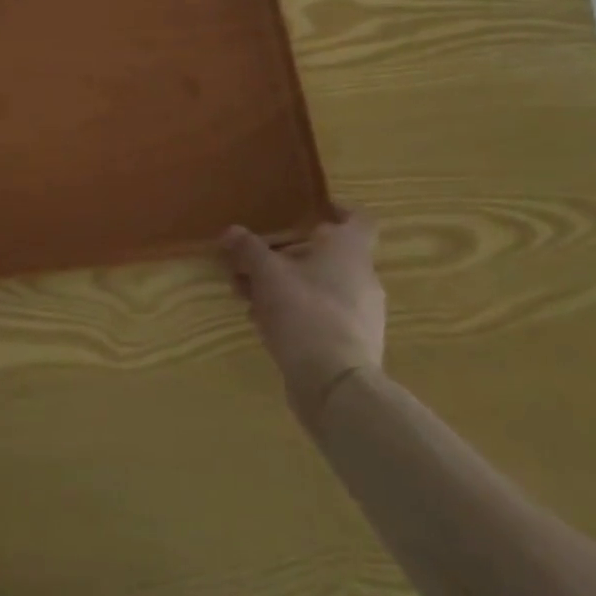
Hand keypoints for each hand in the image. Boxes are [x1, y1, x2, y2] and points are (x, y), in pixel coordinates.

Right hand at [221, 208, 385, 421]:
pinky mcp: (354, 346)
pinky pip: (322, 316)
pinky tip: (265, 323)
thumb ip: (248, 249)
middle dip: (287, 255)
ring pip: (320, 287)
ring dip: (286, 286)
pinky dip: (296, 313)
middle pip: (326, 255)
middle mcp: (363, 278)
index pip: (358, 219)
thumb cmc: (305, 312)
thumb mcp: (266, 274)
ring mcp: (363, 315)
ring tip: (249, 296)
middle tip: (253, 260)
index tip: (314, 208)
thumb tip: (231, 232)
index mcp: (350, 252)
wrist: (336, 387)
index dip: (338, 209)